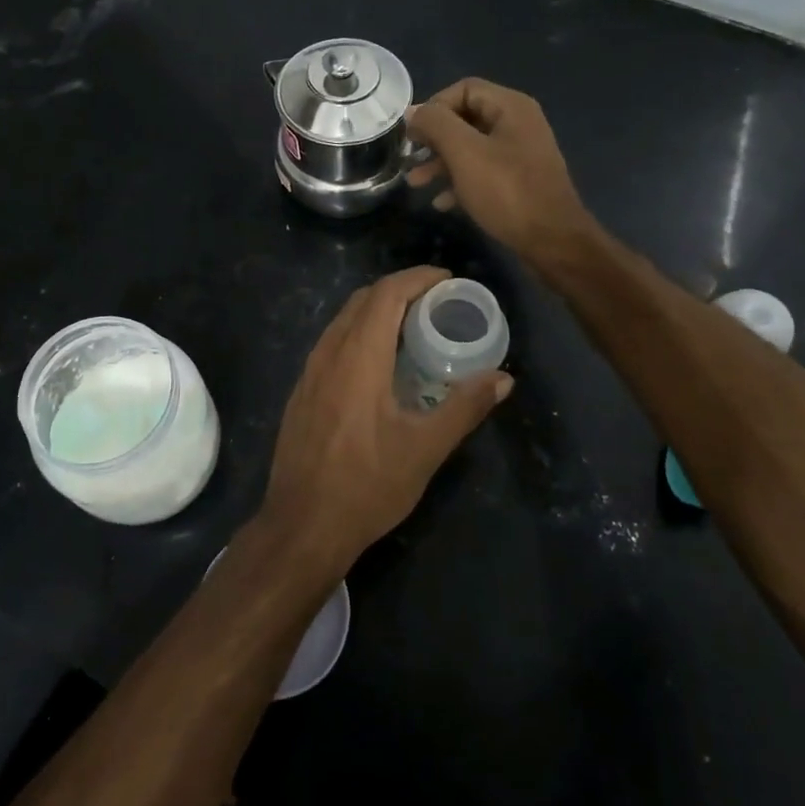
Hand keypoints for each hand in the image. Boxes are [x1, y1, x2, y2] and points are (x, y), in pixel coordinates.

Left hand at [258, 266, 512, 573]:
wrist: (302, 526)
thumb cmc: (367, 486)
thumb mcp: (424, 450)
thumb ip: (464, 408)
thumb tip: (503, 378)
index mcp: (358, 358)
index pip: (386, 294)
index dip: (418, 279)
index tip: (448, 280)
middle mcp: (328, 354)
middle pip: (363, 300)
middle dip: (400, 290)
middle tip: (437, 303)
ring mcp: (309, 373)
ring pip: (343, 321)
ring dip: (377, 311)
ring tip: (412, 327)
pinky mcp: (301, 392)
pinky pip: (332, 343)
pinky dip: (359, 333)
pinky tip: (378, 362)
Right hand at [407, 79, 590, 267]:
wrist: (552, 241)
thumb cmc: (507, 192)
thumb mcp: (464, 153)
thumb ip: (436, 125)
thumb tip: (414, 112)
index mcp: (511, 108)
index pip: (463, 89)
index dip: (434, 107)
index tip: (412, 134)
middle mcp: (518, 124)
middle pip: (466, 119)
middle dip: (434, 138)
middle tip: (410, 157)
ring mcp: (520, 154)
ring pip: (471, 148)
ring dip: (440, 163)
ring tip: (416, 183)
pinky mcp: (519, 182)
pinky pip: (482, 172)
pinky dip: (459, 182)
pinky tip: (442, 203)